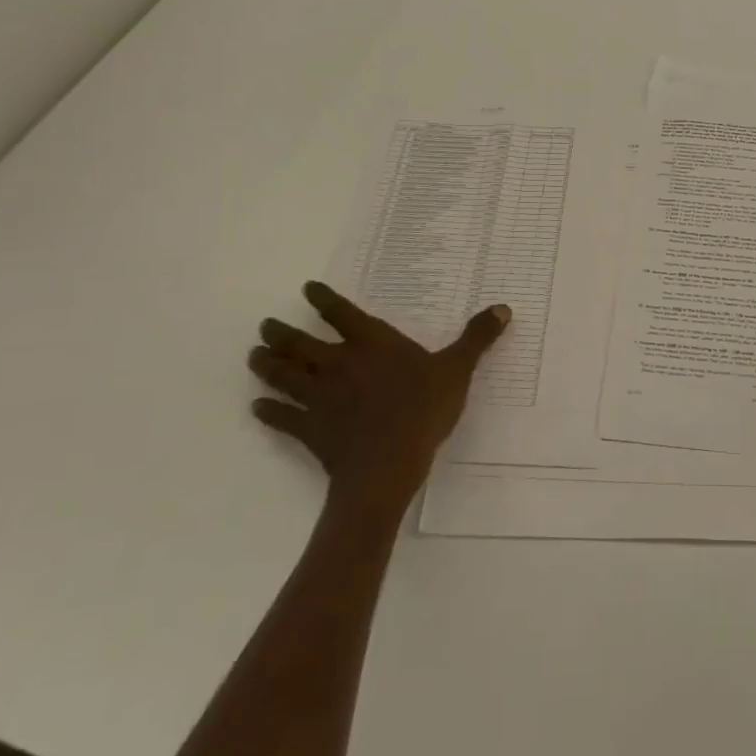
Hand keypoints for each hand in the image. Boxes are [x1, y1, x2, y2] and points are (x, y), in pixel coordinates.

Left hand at [249, 281, 509, 505]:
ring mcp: (319, 397)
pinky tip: (257, 408)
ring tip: (253, 356)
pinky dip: (268, 412)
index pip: (342, 314)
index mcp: (372, 344)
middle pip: (301, 344)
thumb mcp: (457, 370)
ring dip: (267, 366)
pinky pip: (282, 417)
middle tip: (264, 326)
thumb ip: (477, 338)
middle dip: (281, 333)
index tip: (307, 289)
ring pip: (284, 376)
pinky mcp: (310, 429)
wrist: (386, 466)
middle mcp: (339, 364)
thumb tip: (502, 308)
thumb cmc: (423, 410)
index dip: (324, 300)